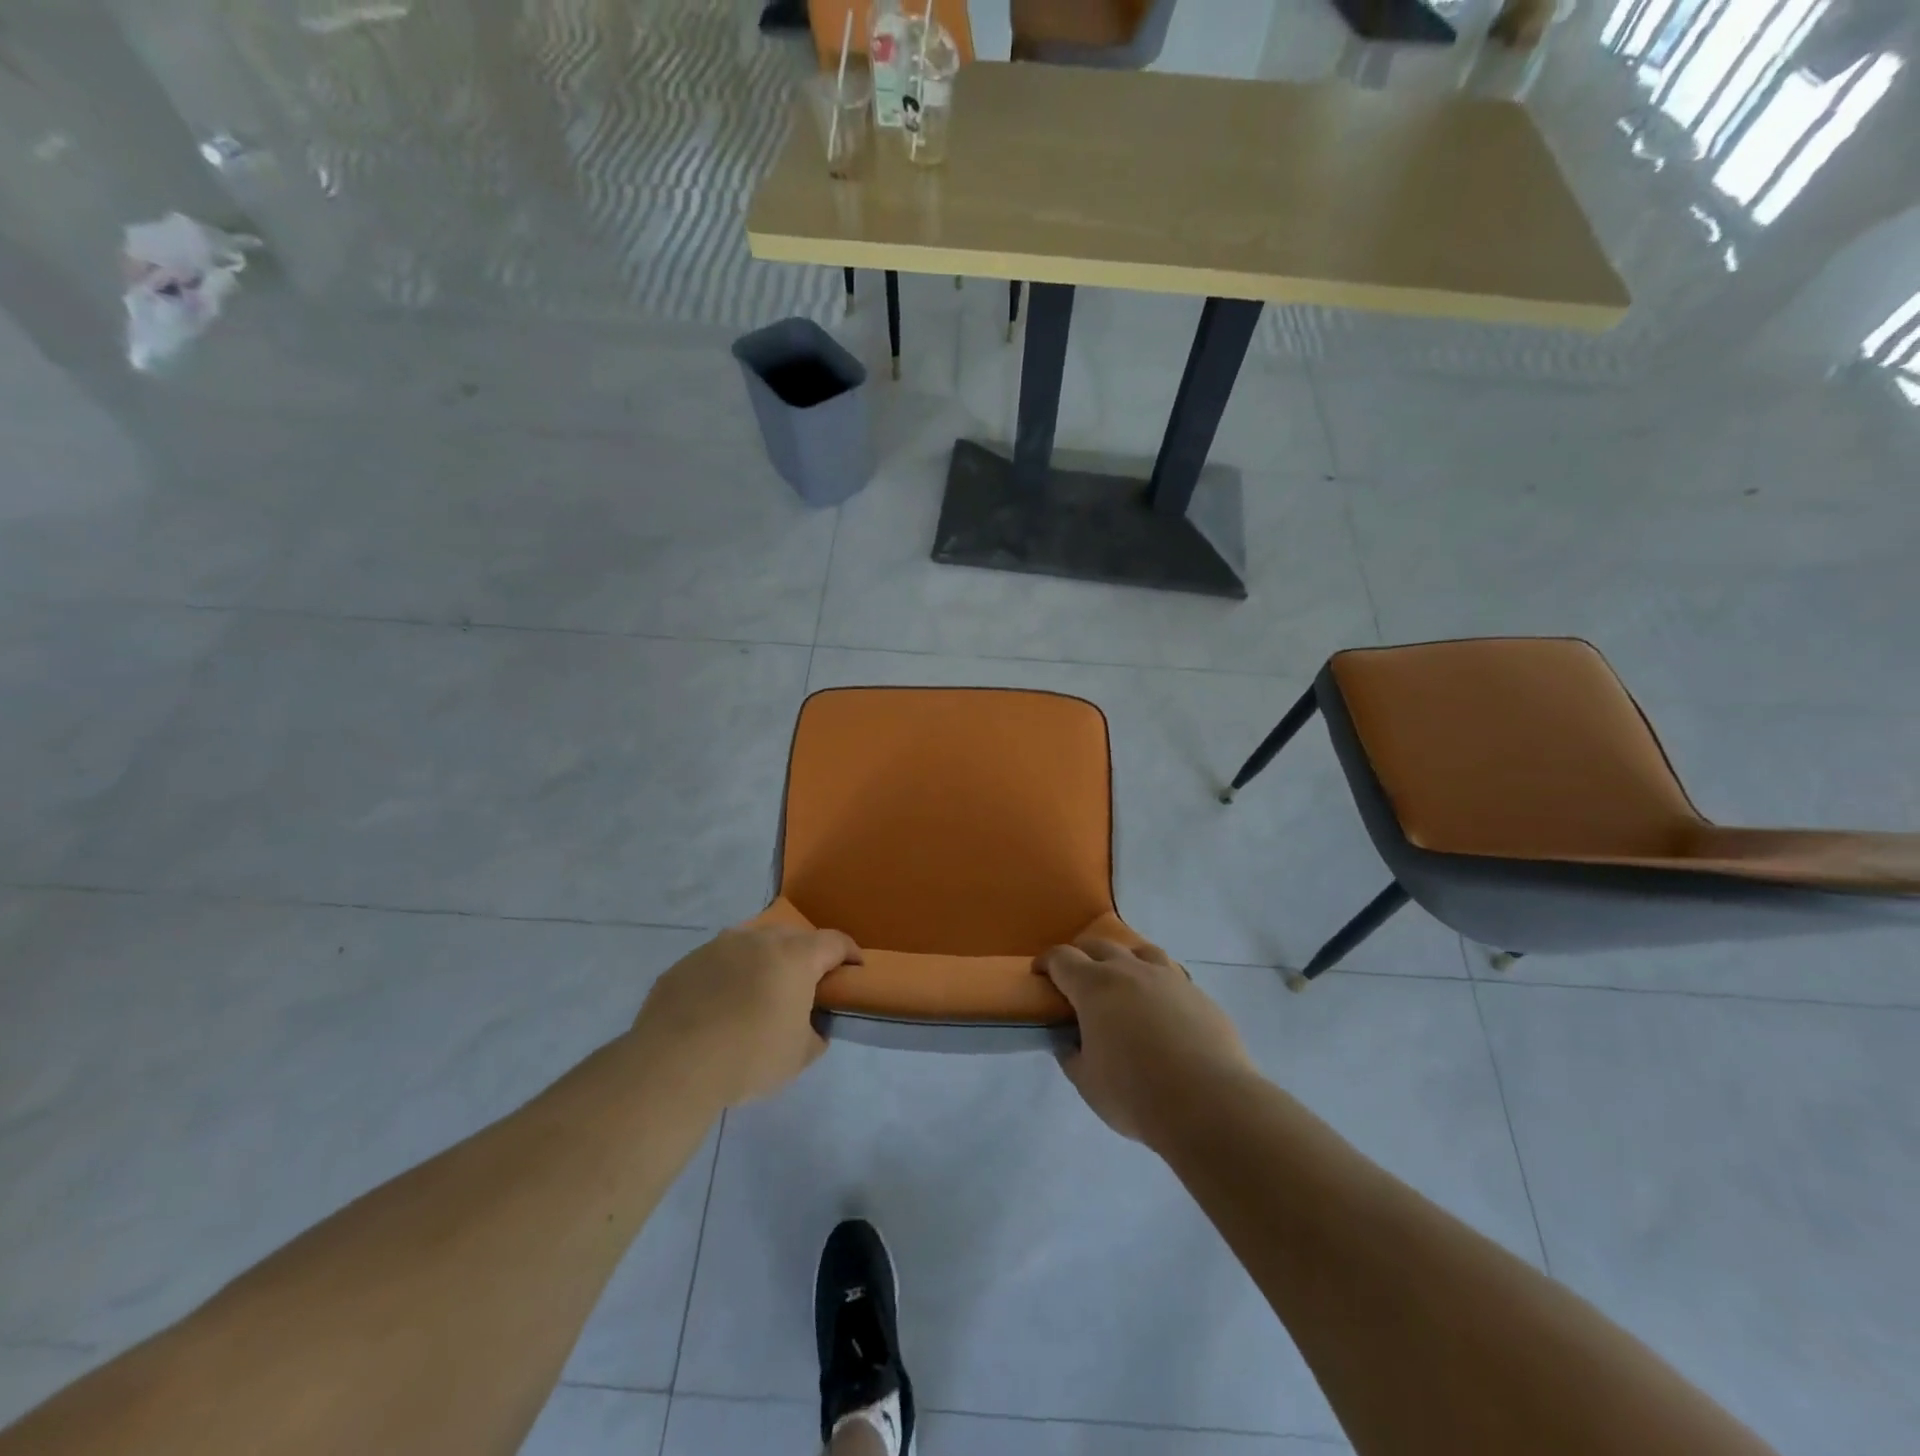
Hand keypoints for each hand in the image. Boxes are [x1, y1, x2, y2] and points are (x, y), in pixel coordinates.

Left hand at [632, 926, 861, 1106]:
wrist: (672, 1066)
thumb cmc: (749, 1057)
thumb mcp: (799, 1056)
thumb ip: (816, 1034)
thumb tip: (812, 1026)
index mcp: (794, 956)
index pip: (835, 942)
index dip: (850, 954)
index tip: (855, 970)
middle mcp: (758, 939)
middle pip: (793, 938)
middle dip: (805, 956)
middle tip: (805, 986)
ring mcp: (718, 947)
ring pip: (752, 945)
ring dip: (763, 962)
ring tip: (759, 993)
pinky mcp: (686, 963)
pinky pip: (718, 963)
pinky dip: (727, 977)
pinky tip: (719, 1008)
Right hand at [1035, 938, 1253, 1145]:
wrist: (1209, 1103)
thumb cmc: (1135, 1094)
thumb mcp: (1087, 1082)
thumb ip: (1072, 1055)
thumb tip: (1070, 1042)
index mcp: (1095, 986)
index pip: (1062, 958)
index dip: (1047, 962)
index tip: (1040, 973)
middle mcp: (1130, 970)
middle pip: (1099, 945)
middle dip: (1082, 956)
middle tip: (1077, 978)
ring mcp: (1169, 978)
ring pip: (1141, 951)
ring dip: (1125, 960)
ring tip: (1124, 982)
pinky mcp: (1198, 995)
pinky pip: (1172, 976)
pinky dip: (1158, 984)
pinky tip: (1161, 1009)